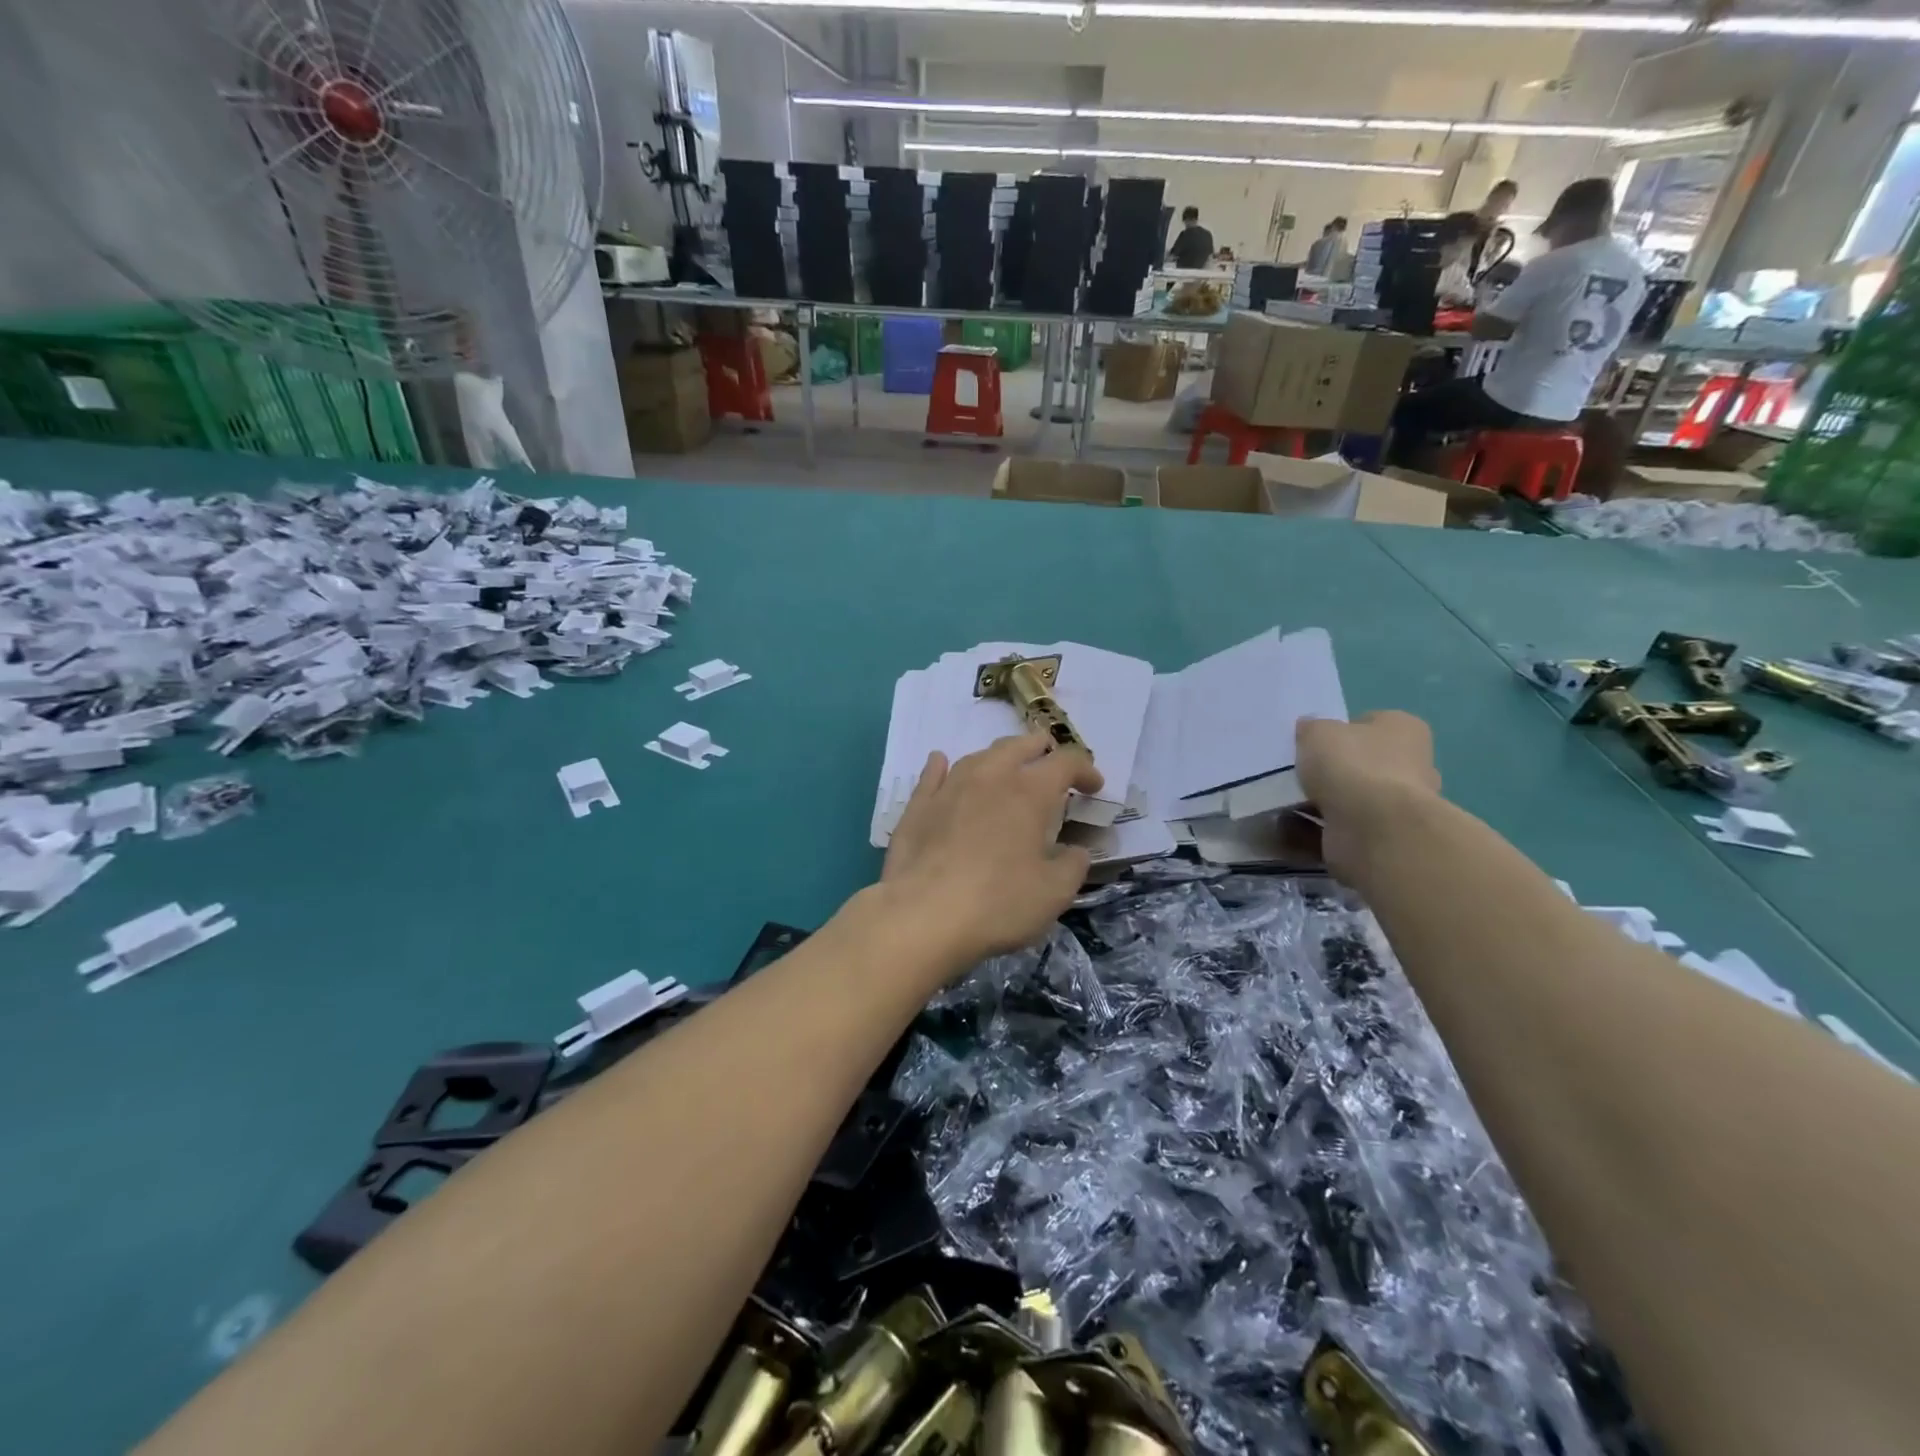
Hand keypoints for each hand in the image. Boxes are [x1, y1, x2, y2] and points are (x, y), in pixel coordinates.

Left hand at [878, 733, 1104, 973]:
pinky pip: (933, 774)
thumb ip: (1073, 865)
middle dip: (1040, 749)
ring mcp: (950, 787)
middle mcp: (990, 777)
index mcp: (1029, 792)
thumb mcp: (1054, 893)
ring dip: (999, 757)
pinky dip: (942, 766)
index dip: (1085, 770)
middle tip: (1051, 761)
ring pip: (978, 756)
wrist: (922, 916)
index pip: (1066, 762)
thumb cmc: (998, 903)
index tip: (1094, 787)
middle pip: (1019, 746)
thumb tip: (1075, 850)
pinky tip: (940, 762)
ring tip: (1006, 768)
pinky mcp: (918, 806)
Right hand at [1297, 711, 1441, 882]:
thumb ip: (1311, 728)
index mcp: (1404, 730)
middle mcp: (1411, 765)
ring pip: (1349, 800)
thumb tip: (1309, 730)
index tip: (1311, 744)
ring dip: (1320, 803)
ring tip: (1284, 804)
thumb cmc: (1352, 766)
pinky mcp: (1382, 839)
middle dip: (1331, 772)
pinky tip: (1289, 829)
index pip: (1369, 723)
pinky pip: (1340, 830)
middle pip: (1361, 764)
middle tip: (1296, 775)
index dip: (1338, 731)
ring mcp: (1398, 806)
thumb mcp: (1318, 732)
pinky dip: (1314, 830)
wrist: (1374, 829)